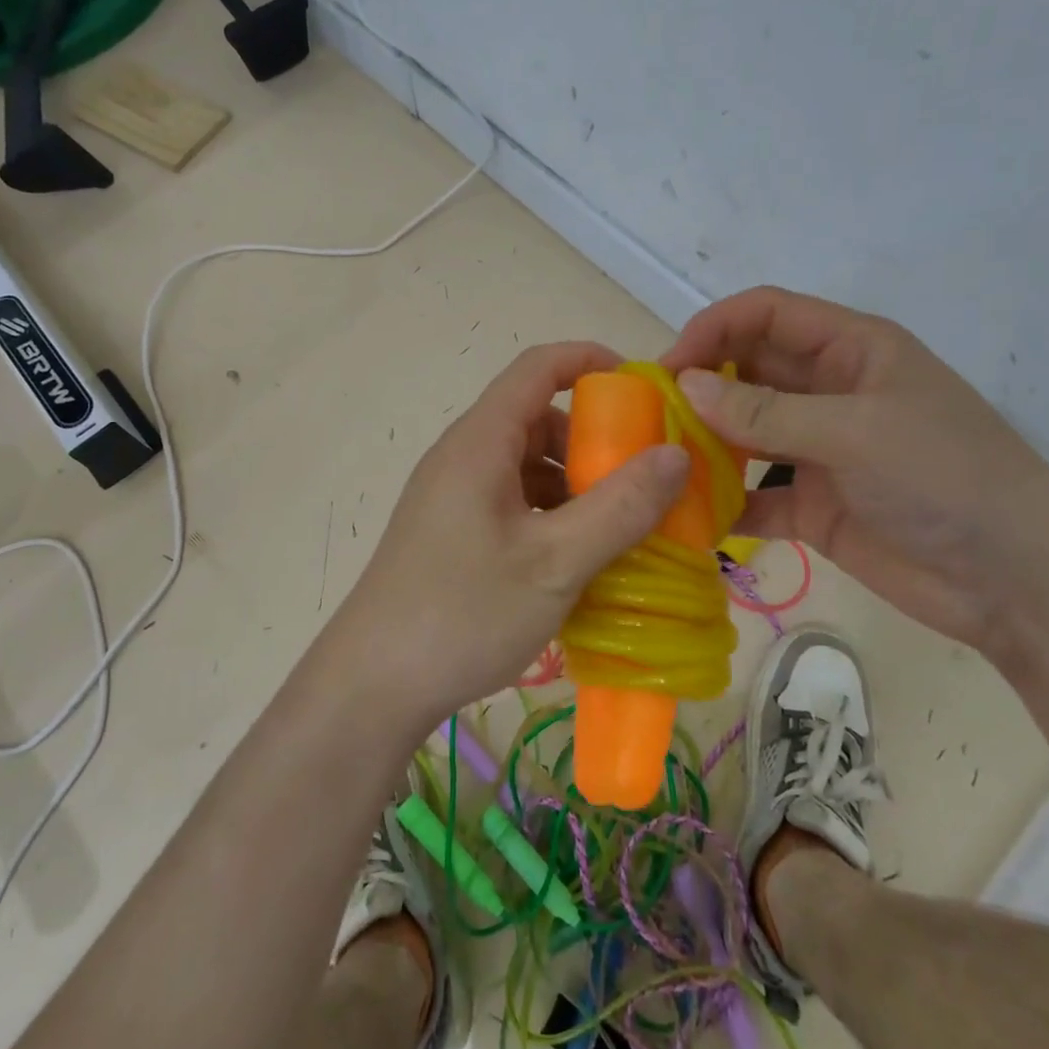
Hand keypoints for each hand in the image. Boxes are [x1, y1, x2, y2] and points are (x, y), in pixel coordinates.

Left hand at [325, 343, 690, 729]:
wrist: (372, 685)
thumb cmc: (464, 613)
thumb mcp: (555, 562)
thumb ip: (620, 507)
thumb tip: (676, 454)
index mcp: (480, 442)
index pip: (537, 367)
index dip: (590, 362)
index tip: (644, 389)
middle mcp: (463, 457)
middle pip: (536, 419)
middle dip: (593, 440)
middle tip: (643, 478)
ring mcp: (453, 497)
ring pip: (526, 466)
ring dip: (575, 485)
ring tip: (620, 527)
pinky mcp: (451, 532)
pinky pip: (512, 502)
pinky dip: (551, 514)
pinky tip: (576, 558)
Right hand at [664, 288, 1048, 651]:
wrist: (1015, 580)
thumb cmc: (945, 478)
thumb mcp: (854, 431)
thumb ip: (765, 411)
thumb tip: (686, 385)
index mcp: (851, 351)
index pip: (767, 315)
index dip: (714, 329)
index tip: (668, 366)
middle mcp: (828, 393)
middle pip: (748, 371)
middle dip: (700, 387)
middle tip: (650, 417)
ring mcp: (818, 451)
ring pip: (744, 434)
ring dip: (705, 444)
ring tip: (659, 463)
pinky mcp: (813, 505)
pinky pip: (755, 495)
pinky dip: (724, 504)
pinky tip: (689, 516)